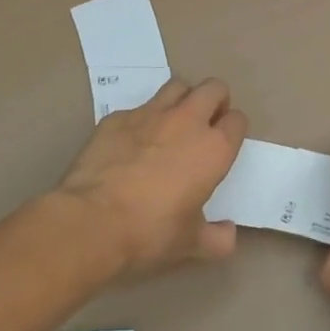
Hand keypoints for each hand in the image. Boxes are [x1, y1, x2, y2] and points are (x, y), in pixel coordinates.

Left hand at [54, 78, 247, 276]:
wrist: (92, 221)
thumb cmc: (150, 232)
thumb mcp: (190, 244)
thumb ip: (217, 239)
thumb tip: (228, 234)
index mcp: (214, 148)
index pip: (237, 120)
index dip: (233, 129)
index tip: (225, 143)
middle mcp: (187, 121)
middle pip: (213, 88)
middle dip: (215, 101)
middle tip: (206, 124)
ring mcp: (150, 114)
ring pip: (177, 86)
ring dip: (182, 99)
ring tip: (173, 123)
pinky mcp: (117, 117)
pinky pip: (138, 108)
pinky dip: (142, 120)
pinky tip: (131, 143)